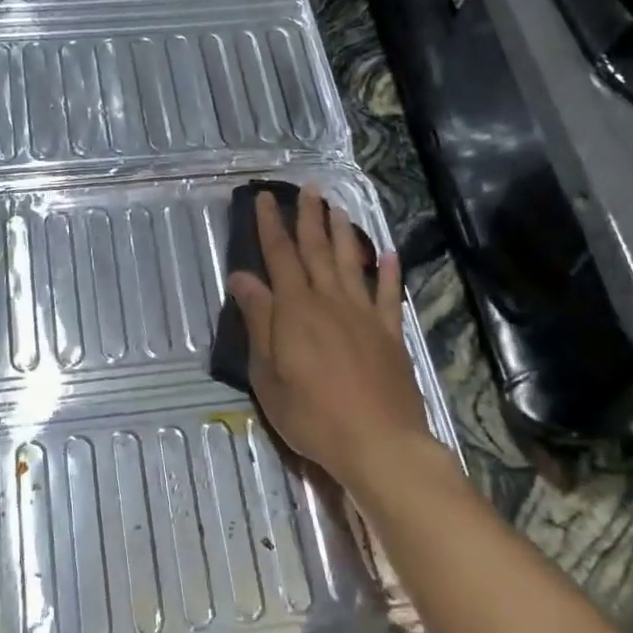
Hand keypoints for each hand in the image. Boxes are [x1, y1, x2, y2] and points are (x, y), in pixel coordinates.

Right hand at [226, 188, 431, 489]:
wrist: (378, 443)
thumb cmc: (311, 414)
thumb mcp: (268, 372)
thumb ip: (258, 320)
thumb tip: (242, 277)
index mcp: (296, 309)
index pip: (280, 255)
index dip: (271, 224)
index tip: (266, 197)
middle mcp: (331, 301)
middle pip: (318, 250)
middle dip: (310, 217)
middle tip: (309, 189)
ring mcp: (364, 315)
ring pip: (352, 262)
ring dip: (344, 233)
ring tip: (339, 209)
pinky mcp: (390, 334)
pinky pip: (388, 294)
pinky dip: (390, 271)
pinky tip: (390, 253)